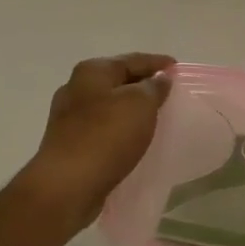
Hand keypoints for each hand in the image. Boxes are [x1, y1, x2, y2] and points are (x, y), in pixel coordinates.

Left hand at [21, 53, 174, 228]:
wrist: (67, 186)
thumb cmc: (106, 137)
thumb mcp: (140, 104)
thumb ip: (153, 87)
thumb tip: (158, 79)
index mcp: (92, 72)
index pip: (131, 59)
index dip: (157, 62)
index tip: (177, 68)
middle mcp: (76, 89)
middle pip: (118, 81)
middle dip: (143, 85)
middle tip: (170, 93)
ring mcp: (69, 118)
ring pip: (110, 106)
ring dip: (132, 109)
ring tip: (157, 117)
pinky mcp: (70, 144)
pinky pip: (104, 129)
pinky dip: (121, 130)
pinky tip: (134, 139)